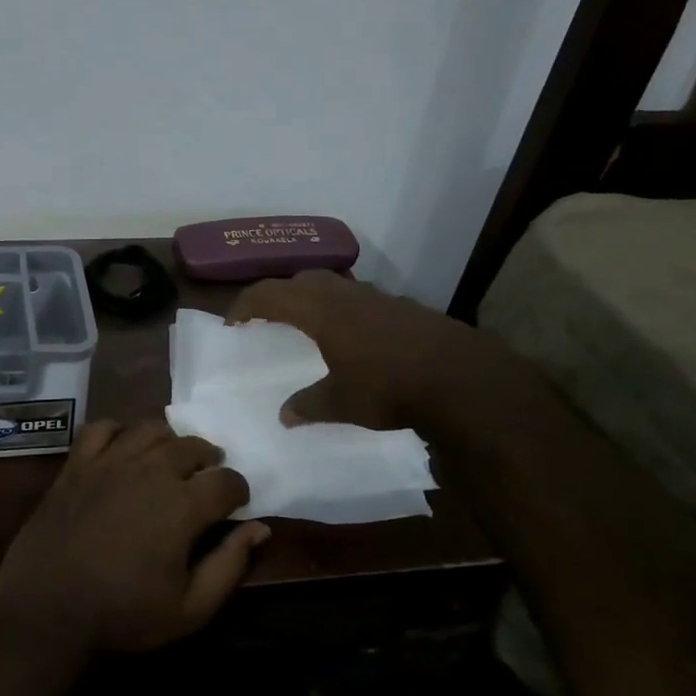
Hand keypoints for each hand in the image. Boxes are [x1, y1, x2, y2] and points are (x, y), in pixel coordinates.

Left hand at [0, 421, 267, 661]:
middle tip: (205, 479)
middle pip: (192, 446)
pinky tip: (122, 449)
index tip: (235, 504)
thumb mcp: (190, 609)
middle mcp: (150, 470)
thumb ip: (230, 565)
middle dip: (208, 460)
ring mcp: (110, 461)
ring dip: (169, 441)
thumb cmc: (123, 616)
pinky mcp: (77, 464)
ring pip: (151, 429)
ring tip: (170, 460)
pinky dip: (118, 431)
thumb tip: (260, 529)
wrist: (46, 612)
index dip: (238, 490)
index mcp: (183, 505)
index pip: (226, 480)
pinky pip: (102, 428)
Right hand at [228, 269, 514, 429]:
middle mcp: (345, 295)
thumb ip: (310, 405)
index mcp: (320, 311)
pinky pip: (360, 298)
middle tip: (268, 317)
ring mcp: (378, 297)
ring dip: (313, 297)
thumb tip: (285, 416)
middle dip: (278, 294)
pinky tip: (354, 335)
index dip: (246, 305)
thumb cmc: (390, 387)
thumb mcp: (342, 403)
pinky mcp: (403, 307)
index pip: (270, 295)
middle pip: (301, 279)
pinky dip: (344, 308)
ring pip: (333, 284)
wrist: (461, 378)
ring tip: (308, 323)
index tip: (233, 323)